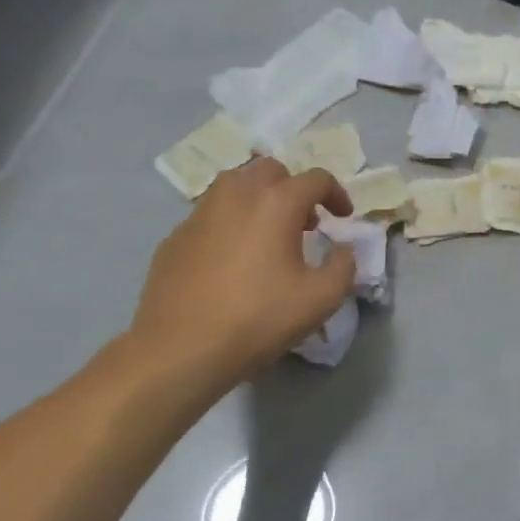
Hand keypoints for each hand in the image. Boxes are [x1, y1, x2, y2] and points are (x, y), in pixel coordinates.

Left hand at [128, 159, 355, 400]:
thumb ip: (344, 266)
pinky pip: (210, 214)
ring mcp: (200, 213)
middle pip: (271, 170)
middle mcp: (236, 195)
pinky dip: (229, 222)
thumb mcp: (322, 298)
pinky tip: (232, 258)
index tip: (343, 218)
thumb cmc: (258, 318)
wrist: (180, 350)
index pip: (316, 179)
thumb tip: (342, 250)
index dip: (337, 194)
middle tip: (305, 221)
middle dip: (293, 188)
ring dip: (259, 198)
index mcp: (276, 203)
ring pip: (234, 185)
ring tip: (268, 233)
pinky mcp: (175, 237)